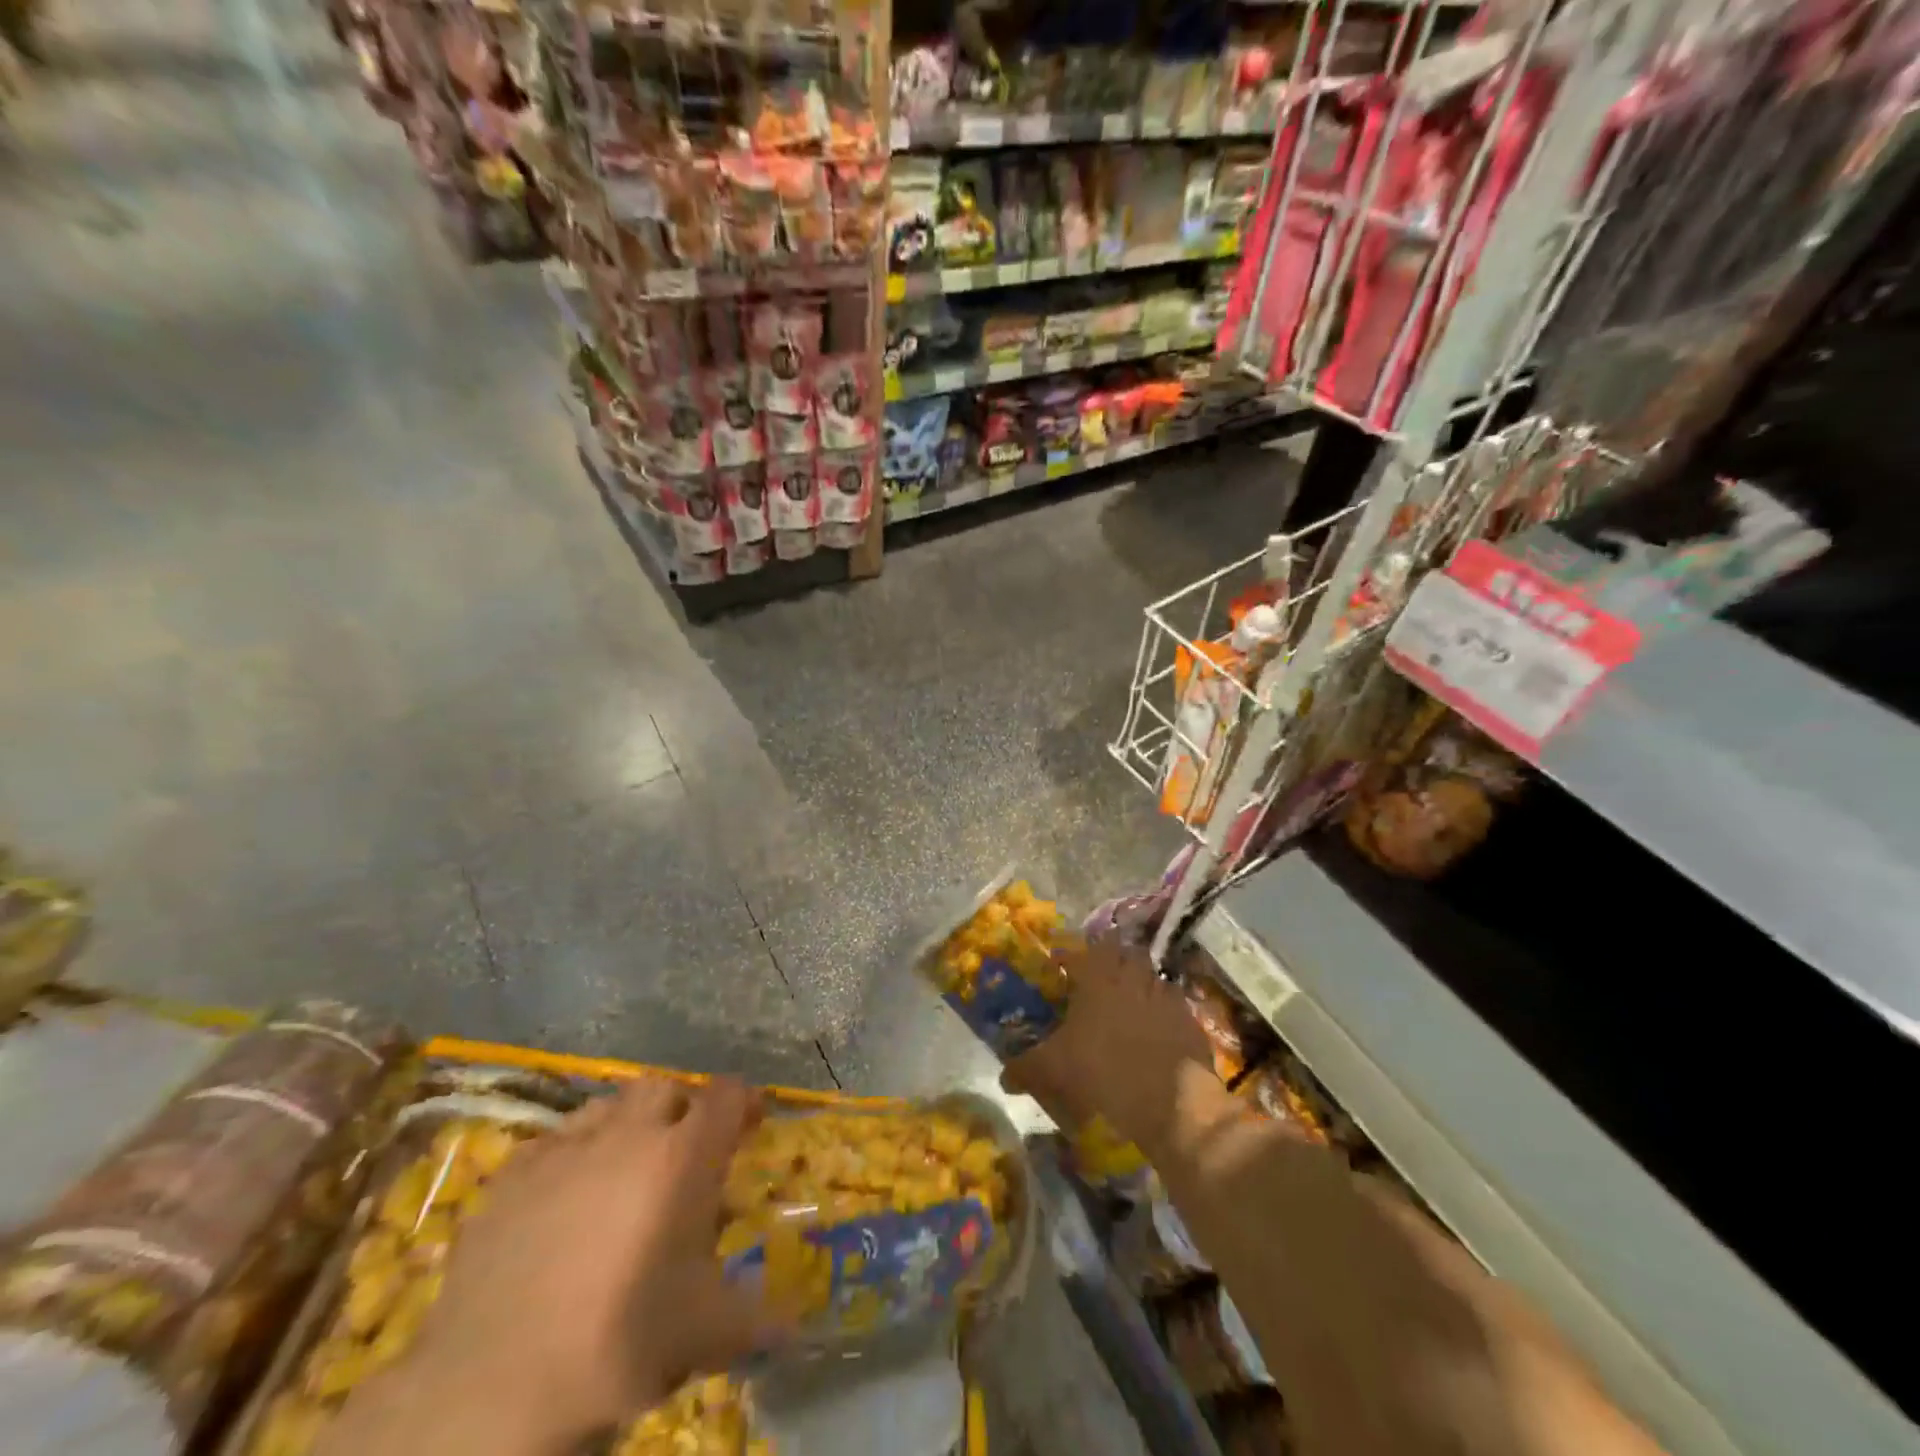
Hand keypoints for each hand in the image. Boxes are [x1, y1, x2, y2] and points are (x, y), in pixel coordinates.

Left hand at [382, 1078, 782, 1449]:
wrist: (492, 1388)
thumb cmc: (620, 1344)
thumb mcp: (706, 1335)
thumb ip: (758, 1318)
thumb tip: (796, 1324)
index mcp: (684, 1156)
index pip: (727, 1095)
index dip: (743, 1102)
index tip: (750, 1122)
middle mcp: (629, 1134)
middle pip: (666, 1088)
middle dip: (683, 1108)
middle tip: (687, 1149)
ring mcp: (565, 1149)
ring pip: (609, 1105)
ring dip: (628, 1124)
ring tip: (627, 1167)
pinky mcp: (512, 1175)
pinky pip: (556, 1140)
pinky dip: (574, 1154)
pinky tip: (567, 1196)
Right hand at [1001, 938, 1214, 1151]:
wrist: (1172, 1104)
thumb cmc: (1105, 1074)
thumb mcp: (1054, 1071)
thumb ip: (1025, 1068)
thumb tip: (1004, 1076)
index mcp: (1097, 978)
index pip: (1078, 952)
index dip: (1066, 957)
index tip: (1057, 968)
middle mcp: (1132, 976)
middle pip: (1122, 952)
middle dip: (1109, 960)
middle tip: (1096, 980)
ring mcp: (1165, 996)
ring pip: (1149, 975)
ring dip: (1138, 982)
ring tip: (1126, 1004)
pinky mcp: (1189, 1019)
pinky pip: (1172, 1004)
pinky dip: (1161, 1010)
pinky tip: (1154, 1030)